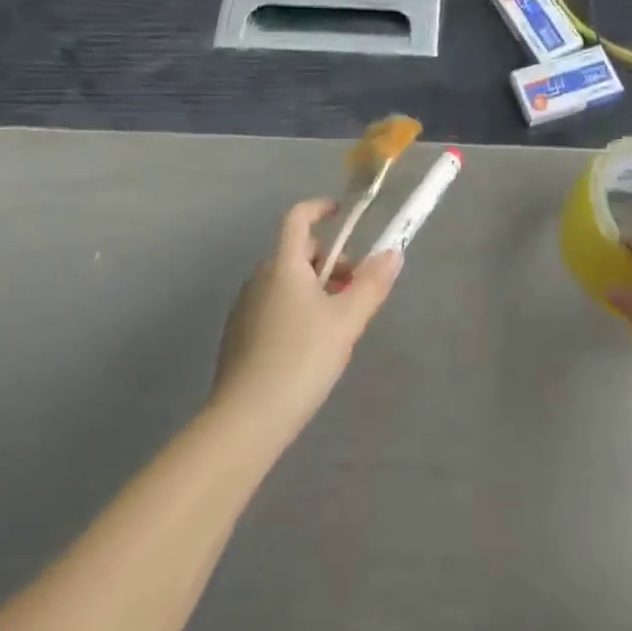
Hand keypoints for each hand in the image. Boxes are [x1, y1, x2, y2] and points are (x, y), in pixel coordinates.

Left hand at [210, 198, 401, 445]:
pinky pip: (273, 307)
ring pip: (286, 282)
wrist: (245, 421)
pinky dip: (296, 310)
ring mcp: (244, 309)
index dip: (320, 208)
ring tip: (338, 324)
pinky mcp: (238, 338)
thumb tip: (393, 252)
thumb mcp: (347, 320)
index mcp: (283, 265)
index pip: (297, 218)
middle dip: (330, 261)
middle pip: (297, 252)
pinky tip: (310, 349)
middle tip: (354, 289)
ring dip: (315, 288)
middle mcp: (259, 278)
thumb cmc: (301, 359)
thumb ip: (372, 283)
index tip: (343, 215)